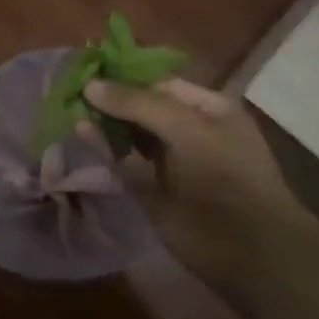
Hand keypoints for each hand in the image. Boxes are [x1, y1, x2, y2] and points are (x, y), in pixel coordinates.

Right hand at [83, 77, 306, 286]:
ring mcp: (170, 163)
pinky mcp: (152, 192)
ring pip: (131, 135)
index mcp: (208, 108)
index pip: (160, 82)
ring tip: (69, 104)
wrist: (249, 252)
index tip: (89, 66)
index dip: (126, 74)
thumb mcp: (186, 127)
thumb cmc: (226, 176)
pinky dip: (103, 148)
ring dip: (104, 122)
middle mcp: (188, 131)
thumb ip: (138, 104)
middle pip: (143, 107)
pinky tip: (80, 131)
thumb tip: (91, 85)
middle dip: (111, 98)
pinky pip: (124, 163)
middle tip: (71, 85)